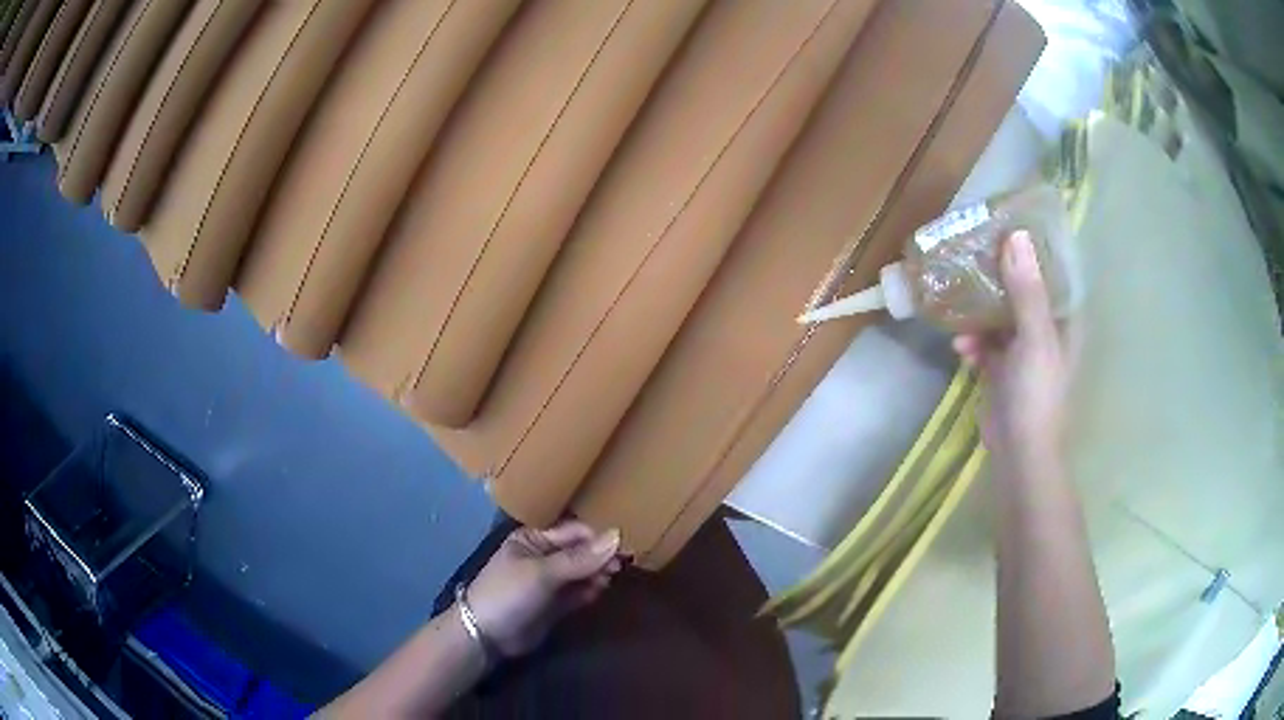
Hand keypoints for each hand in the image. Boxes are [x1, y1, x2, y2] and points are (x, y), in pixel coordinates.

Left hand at [464, 521, 622, 657]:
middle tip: (620, 567)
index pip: (574, 532)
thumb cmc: (509, 593)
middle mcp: (543, 556)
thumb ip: (580, 558)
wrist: (486, 635)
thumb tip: (618, 534)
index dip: (599, 539)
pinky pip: (578, 592)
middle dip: (601, 557)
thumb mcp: (542, 572)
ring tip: (609, 580)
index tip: (623, 549)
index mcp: (534, 539)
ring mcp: (549, 581)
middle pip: (581, 551)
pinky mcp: (555, 604)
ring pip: (582, 572)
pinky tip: (598, 592)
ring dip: (597, 574)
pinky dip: (590, 590)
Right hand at [953, 230, 1071, 474]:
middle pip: (1020, 289)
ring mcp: (1023, 349)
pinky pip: (985, 342)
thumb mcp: (1034, 339)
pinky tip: (960, 349)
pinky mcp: (1003, 368)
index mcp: (1062, 319)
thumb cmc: (1037, 394)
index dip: (1029, 249)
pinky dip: (973, 342)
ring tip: (959, 317)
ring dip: (978, 315)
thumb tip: (1016, 236)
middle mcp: (1045, 328)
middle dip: (995, 278)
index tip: (1002, 228)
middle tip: (969, 258)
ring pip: (999, 315)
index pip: (1049, 272)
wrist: (1020, 452)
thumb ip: (1027, 291)